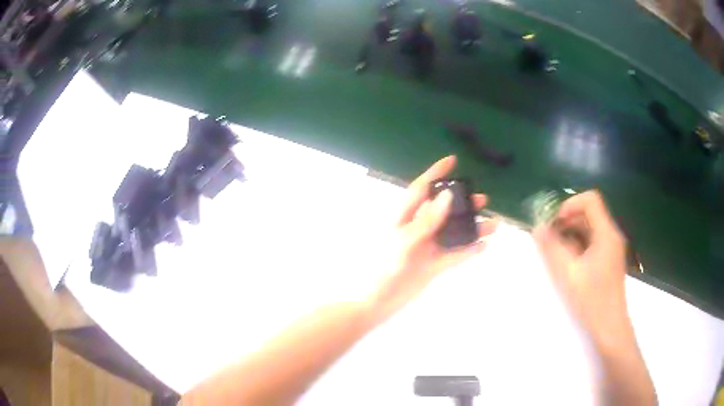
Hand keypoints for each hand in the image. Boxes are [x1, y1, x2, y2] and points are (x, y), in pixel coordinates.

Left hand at [368, 156, 497, 321]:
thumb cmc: (386, 268)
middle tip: (483, 199)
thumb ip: (426, 220)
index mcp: (406, 218)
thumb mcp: (405, 241)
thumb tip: (446, 196)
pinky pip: (457, 254)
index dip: (435, 174)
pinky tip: (485, 246)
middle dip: (463, 202)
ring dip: (473, 227)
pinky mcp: (435, 264)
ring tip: (493, 224)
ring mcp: (429, 247)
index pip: (422, 189)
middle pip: (444, 210)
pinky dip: (470, 250)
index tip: (452, 161)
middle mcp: (420, 229)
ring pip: (455, 232)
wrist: (380, 301)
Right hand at [533, 190, 629, 341]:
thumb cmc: (591, 300)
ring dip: (571, 235)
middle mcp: (611, 235)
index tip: (555, 223)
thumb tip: (537, 227)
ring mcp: (611, 248)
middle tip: (549, 239)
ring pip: (589, 229)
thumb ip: (552, 248)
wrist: (610, 326)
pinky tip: (568, 263)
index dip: (570, 204)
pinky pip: (592, 243)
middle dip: (567, 221)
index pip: (590, 200)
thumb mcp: (568, 274)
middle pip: (589, 214)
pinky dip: (578, 246)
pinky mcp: (609, 260)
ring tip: (556, 253)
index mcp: (606, 233)